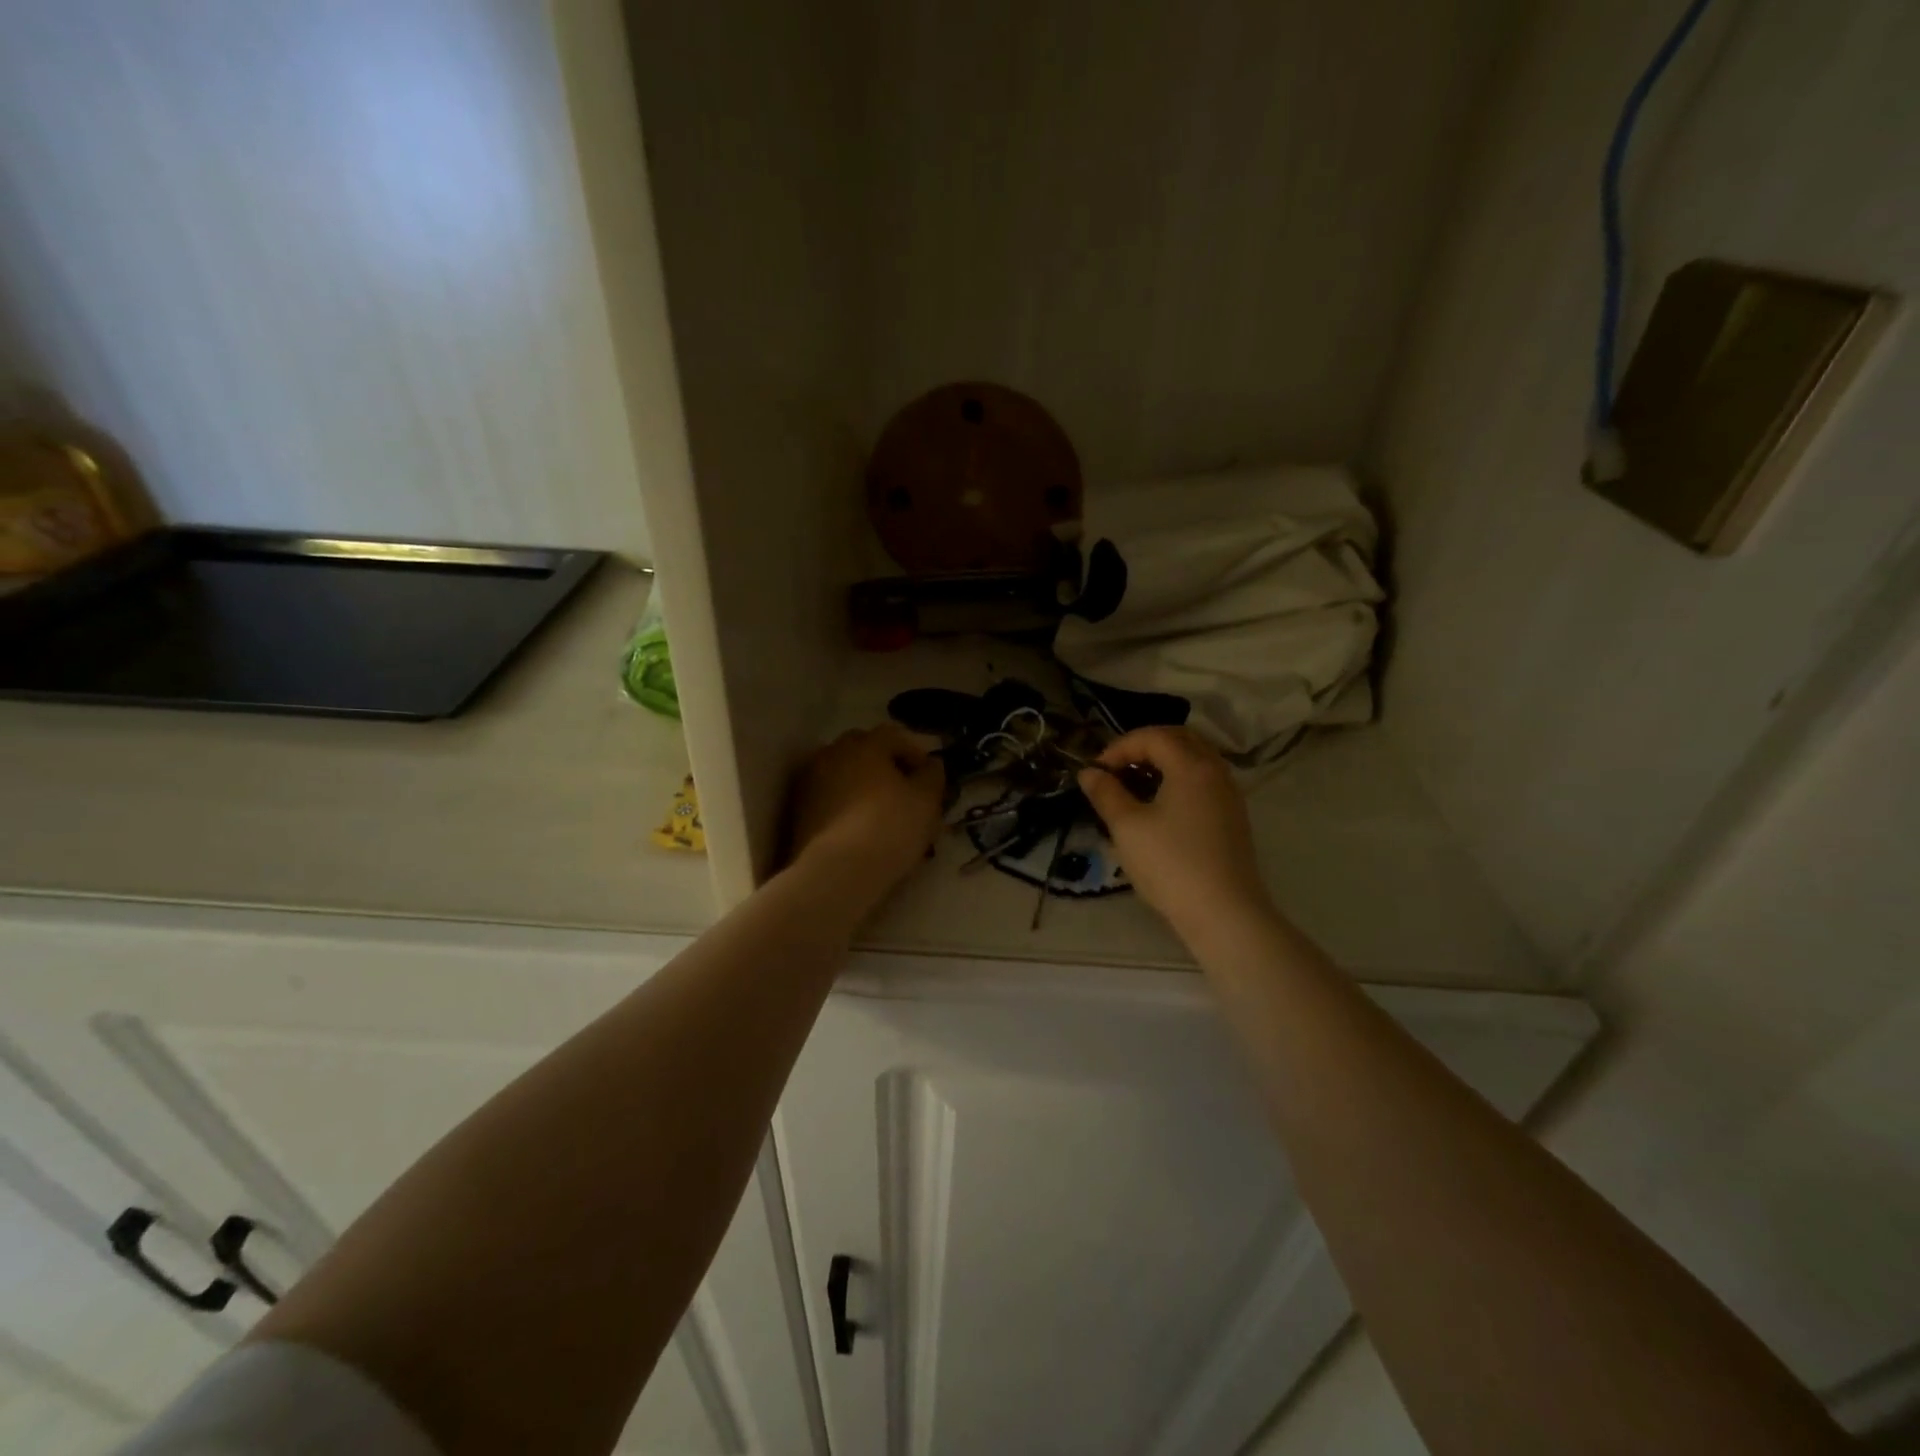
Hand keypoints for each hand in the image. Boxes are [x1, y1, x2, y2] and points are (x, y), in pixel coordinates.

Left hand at [788, 725, 945, 891]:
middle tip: (904, 792)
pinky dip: (845, 806)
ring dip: (862, 786)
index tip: (929, 779)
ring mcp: (810, 782)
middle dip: (885, 766)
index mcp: (864, 744)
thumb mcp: (926, 801)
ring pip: (844, 775)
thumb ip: (932, 776)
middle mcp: (832, 754)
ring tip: (881, 814)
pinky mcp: (798, 811)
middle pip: (864, 751)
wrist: (838, 872)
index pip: (894, 736)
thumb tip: (931, 765)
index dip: (915, 754)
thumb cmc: (890, 827)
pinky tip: (859, 829)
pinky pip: (829, 798)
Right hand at [1078, 726, 1270, 935]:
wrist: (1224, 913)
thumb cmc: (1171, 864)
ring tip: (1134, 786)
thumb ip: (1106, 793)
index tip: (1097, 770)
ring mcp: (1229, 795)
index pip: (1153, 736)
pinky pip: (1203, 781)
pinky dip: (1178, 780)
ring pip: (1194, 760)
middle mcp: (1215, 771)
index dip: (1120, 747)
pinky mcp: (1232, 817)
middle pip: (1179, 739)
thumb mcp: (1127, 827)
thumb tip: (1089, 773)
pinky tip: (1159, 807)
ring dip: (1162, 763)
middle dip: (1144, 747)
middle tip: (1116, 769)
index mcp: (1192, 766)